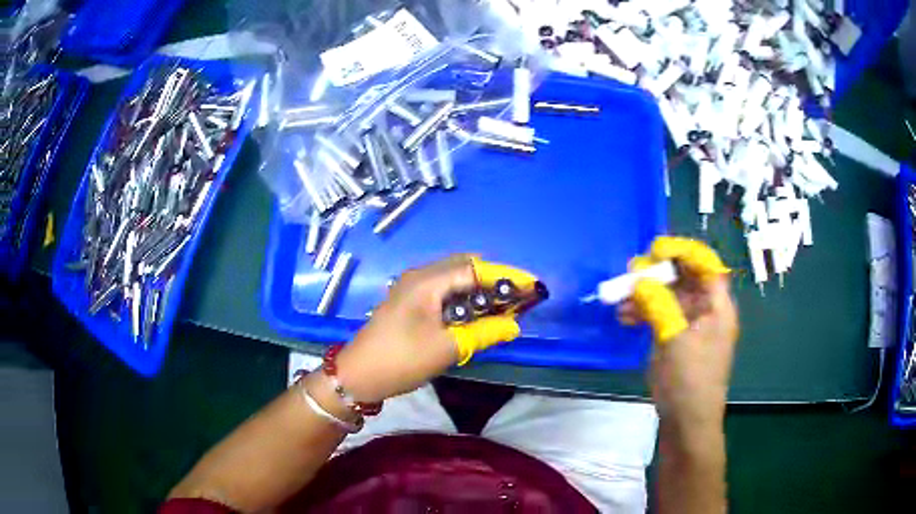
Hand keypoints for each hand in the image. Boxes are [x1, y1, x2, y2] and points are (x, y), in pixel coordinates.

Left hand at [335, 255, 536, 402]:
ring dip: (477, 290)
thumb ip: (483, 333)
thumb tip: (515, 326)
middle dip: (492, 280)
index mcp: (427, 281)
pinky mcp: (408, 303)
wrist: (358, 376)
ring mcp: (411, 289)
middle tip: (515, 300)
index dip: (505, 276)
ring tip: (499, 309)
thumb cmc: (401, 359)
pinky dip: (462, 299)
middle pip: (464, 268)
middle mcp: (419, 277)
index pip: (474, 268)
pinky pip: (442, 292)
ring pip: (453, 280)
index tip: (530, 286)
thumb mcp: (446, 348)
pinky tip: (472, 316)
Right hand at [618, 237, 737, 432]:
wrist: (686, 420)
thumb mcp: (675, 338)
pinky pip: (660, 316)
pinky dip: (643, 313)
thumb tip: (640, 279)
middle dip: (658, 273)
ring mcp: (690, 326)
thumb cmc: (690, 379)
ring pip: (668, 297)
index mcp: (717, 305)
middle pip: (684, 278)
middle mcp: (706, 310)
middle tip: (632, 273)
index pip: (705, 264)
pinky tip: (624, 317)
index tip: (655, 250)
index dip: (683, 251)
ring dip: (645, 294)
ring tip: (620, 298)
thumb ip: (659, 303)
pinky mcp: (676, 340)